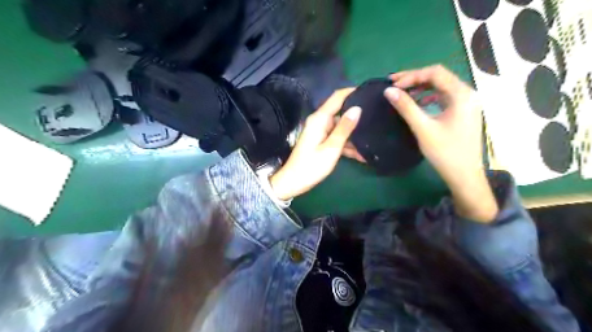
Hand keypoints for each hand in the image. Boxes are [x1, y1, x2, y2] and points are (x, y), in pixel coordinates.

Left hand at [270, 89, 362, 199]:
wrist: (293, 182)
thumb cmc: (311, 166)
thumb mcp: (331, 148)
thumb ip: (344, 128)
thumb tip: (357, 108)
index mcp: (320, 119)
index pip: (337, 97)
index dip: (352, 92)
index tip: (369, 91)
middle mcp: (319, 122)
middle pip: (341, 113)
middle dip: (357, 117)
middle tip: (376, 119)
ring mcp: (320, 132)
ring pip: (341, 128)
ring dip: (354, 136)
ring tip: (373, 141)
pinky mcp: (321, 142)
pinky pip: (337, 139)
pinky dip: (347, 145)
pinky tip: (361, 155)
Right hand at [387, 65, 495, 222]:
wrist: (464, 175)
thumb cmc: (445, 152)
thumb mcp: (423, 128)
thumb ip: (406, 107)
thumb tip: (388, 91)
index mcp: (461, 94)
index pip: (435, 73)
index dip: (411, 76)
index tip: (393, 85)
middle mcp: (467, 93)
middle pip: (439, 77)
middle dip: (415, 78)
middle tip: (393, 84)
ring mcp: (466, 102)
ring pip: (441, 86)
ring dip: (421, 87)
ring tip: (402, 92)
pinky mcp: (463, 111)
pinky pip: (444, 96)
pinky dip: (428, 96)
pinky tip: (418, 104)